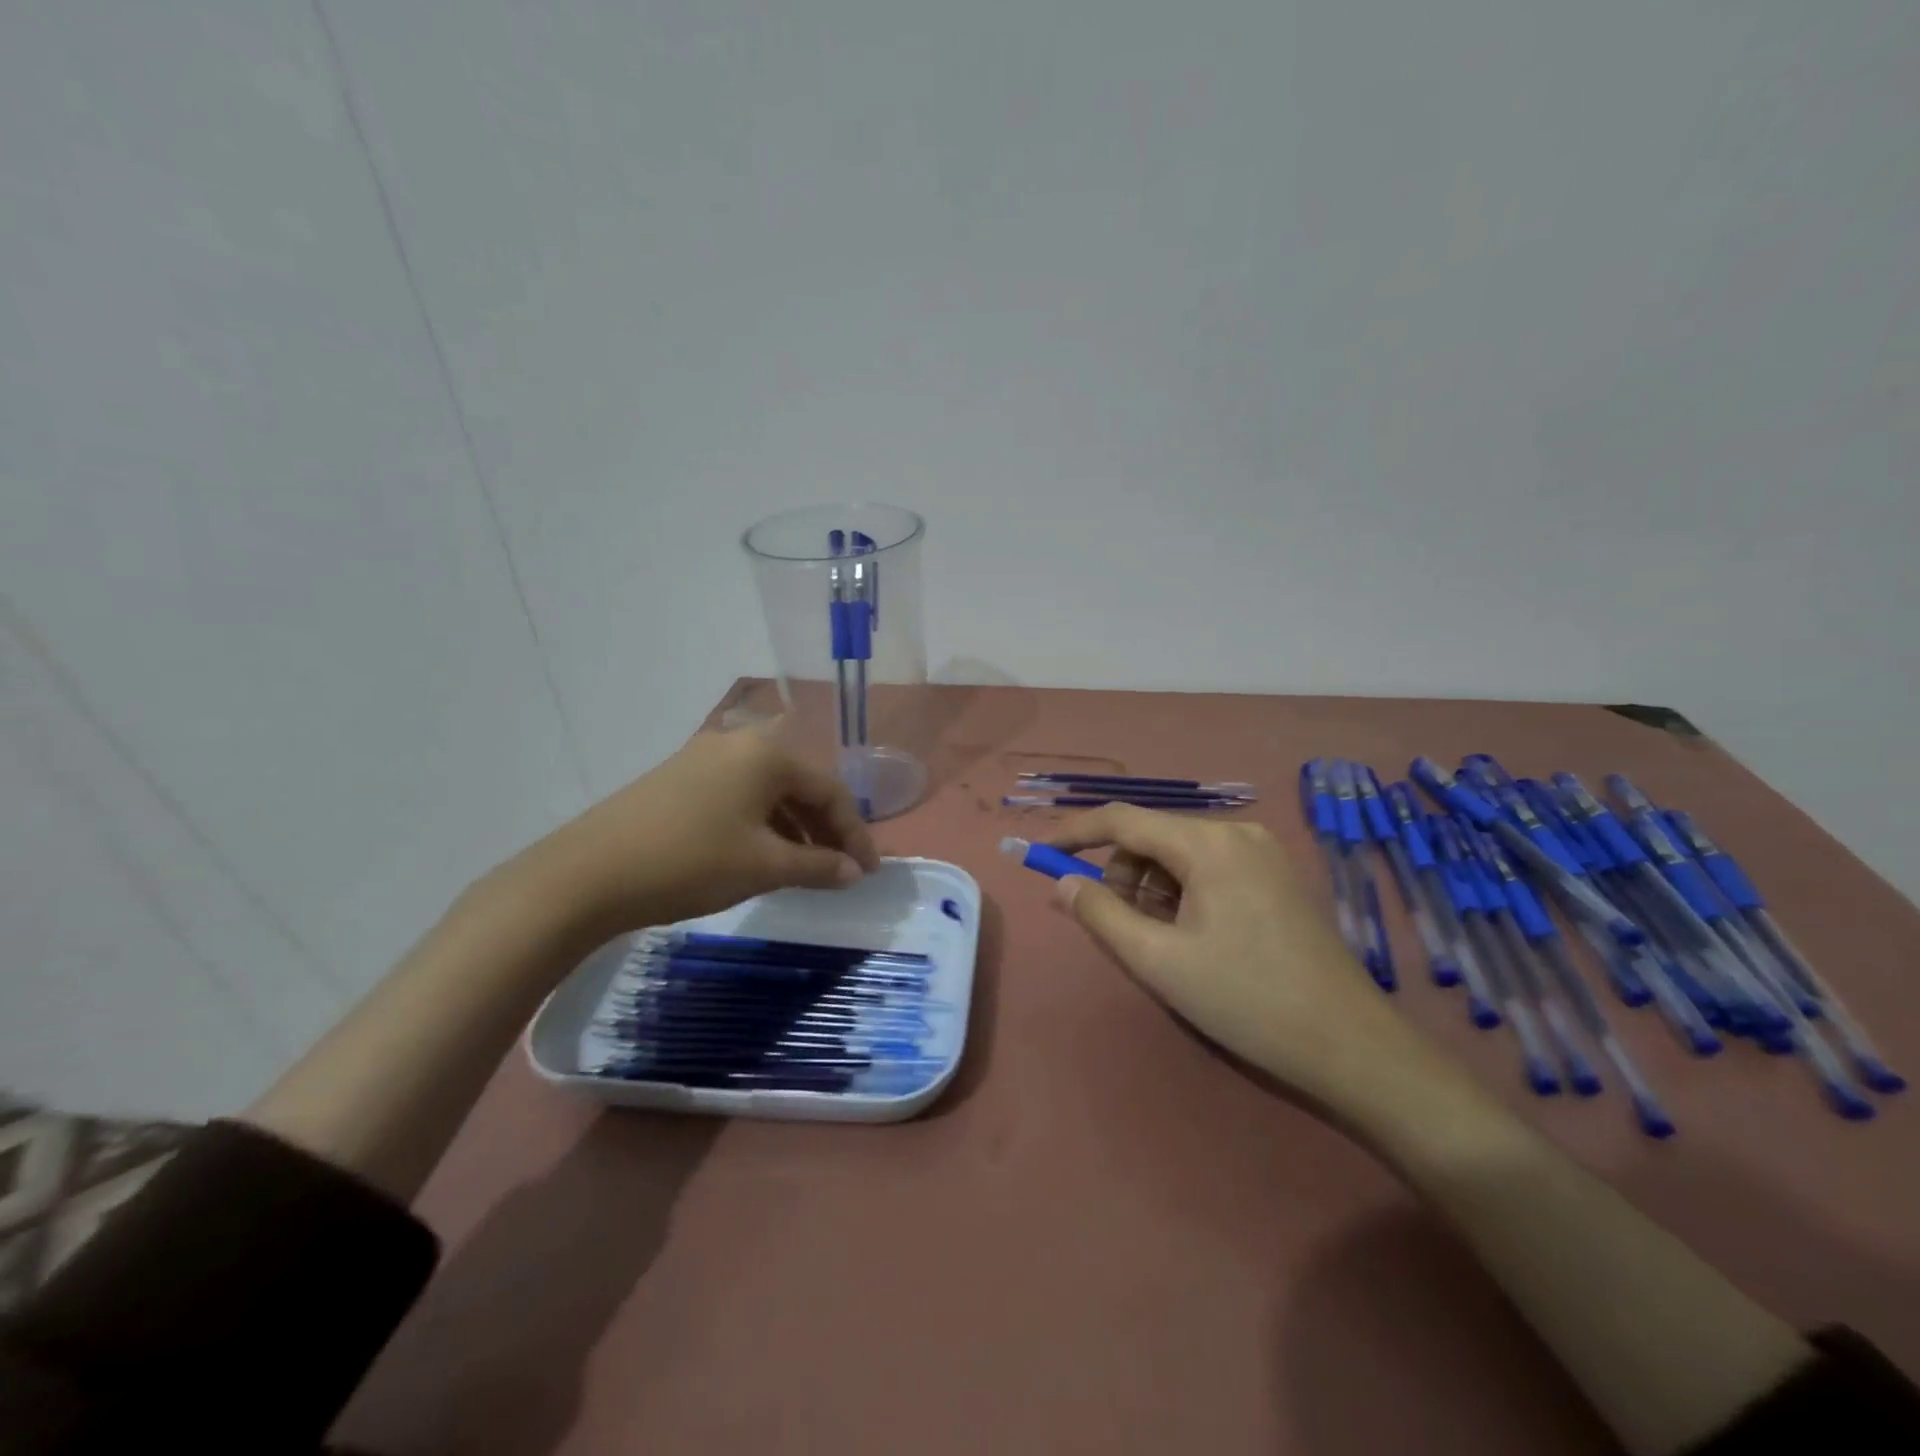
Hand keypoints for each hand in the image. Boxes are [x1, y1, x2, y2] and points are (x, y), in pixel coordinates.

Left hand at [508, 723, 881, 942]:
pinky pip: (740, 796)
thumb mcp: (763, 866)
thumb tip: (853, 873)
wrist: (587, 874)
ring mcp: (705, 758)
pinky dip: (762, 824)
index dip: (856, 834)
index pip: (831, 791)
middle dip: (827, 829)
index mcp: (768, 754)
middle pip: (801, 785)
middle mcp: (740, 744)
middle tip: (841, 870)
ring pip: (769, 792)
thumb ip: (818, 866)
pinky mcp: (680, 778)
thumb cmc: (690, 862)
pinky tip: (762, 855)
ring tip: (807, 868)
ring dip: (795, 828)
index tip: (868, 873)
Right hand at [1046, 807, 1451, 1114]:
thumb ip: (1101, 914)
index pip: (1122, 819)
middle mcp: (1236, 833)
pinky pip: (1209, 869)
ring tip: (1159, 942)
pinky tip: (1192, 937)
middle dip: (1121, 875)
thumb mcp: (1158, 961)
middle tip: (1117, 927)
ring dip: (1152, 890)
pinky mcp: (1276, 877)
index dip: (1076, 833)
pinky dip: (1183, 894)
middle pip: (1152, 838)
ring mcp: (1262, 853)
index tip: (1042, 854)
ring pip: (1180, 855)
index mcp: (1207, 843)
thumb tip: (1062, 883)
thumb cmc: (1245, 999)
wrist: (1349, 1045)